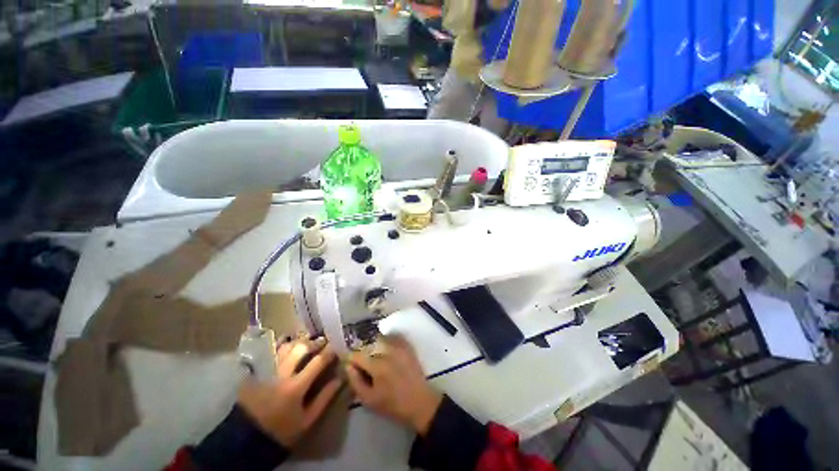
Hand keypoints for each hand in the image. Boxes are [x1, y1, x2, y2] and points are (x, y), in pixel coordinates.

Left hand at [237, 337, 341, 447]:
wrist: (246, 439)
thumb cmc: (281, 431)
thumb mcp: (307, 420)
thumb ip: (325, 398)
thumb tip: (340, 378)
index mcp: (295, 387)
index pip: (318, 361)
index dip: (330, 351)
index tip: (337, 347)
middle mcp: (281, 374)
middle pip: (301, 347)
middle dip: (315, 342)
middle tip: (323, 342)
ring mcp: (266, 371)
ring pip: (285, 346)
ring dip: (299, 341)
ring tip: (307, 342)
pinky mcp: (255, 372)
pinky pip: (271, 352)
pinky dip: (282, 345)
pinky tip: (288, 344)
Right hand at [345, 336, 442, 435]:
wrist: (419, 402)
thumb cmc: (392, 404)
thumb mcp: (369, 400)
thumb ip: (355, 381)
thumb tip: (348, 366)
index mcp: (377, 365)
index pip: (358, 354)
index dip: (351, 358)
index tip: (350, 364)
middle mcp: (388, 351)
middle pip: (369, 343)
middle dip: (363, 350)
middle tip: (362, 361)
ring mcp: (399, 346)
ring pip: (380, 338)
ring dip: (374, 344)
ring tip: (374, 356)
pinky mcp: (407, 346)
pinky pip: (393, 337)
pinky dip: (386, 341)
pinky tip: (386, 352)